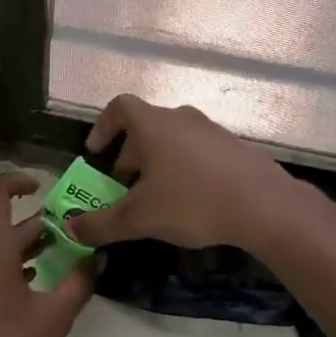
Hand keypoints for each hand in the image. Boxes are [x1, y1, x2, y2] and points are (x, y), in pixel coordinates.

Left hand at [0, 172, 94, 336]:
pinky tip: (22, 292)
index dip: (16, 181)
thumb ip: (79, 283)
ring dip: (18, 251)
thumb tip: (98, 258)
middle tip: (68, 239)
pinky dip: (0, 269)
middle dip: (35, 229)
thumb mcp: (53, 319)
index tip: (40, 187)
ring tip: (50, 266)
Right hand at [64, 95, 299, 250]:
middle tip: (122, 187)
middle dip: (128, 156)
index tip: (96, 153)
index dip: (102, 126)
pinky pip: (197, 153)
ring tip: (155, 198)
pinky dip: (183, 170)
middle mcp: (182, 119)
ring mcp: (212, 132)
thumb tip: (71, 229)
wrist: (264, 207)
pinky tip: (190, 203)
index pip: (119, 107)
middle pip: (145, 128)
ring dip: (156, 164)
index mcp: (154, 125)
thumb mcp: (138, 219)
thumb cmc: (192, 202)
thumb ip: (100, 224)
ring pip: (173, 141)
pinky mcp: (234, 150)